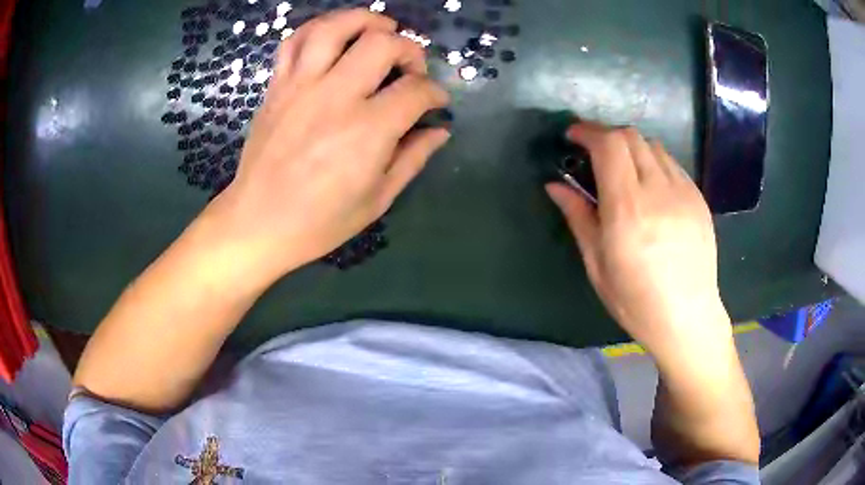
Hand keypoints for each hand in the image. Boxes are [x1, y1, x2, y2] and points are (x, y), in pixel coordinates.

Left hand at [207, 9, 449, 285]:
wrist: (257, 223)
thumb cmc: (320, 221)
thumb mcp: (377, 199)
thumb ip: (413, 158)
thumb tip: (440, 131)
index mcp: (367, 131)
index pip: (416, 90)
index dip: (436, 92)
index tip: (437, 102)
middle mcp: (335, 97)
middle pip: (382, 44)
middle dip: (409, 49)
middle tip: (411, 68)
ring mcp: (300, 87)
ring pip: (335, 28)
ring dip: (365, 19)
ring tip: (380, 28)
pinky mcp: (277, 87)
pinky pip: (295, 41)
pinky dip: (318, 28)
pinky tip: (334, 36)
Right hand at [546, 123, 729, 354]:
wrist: (687, 317)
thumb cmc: (636, 300)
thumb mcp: (598, 264)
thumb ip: (578, 217)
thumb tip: (555, 185)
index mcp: (628, 209)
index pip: (609, 144)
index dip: (587, 131)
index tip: (572, 136)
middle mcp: (658, 190)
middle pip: (630, 136)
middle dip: (606, 135)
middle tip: (592, 152)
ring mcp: (683, 192)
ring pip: (653, 145)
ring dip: (631, 147)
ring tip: (622, 169)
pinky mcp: (698, 198)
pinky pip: (671, 164)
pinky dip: (653, 161)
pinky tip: (649, 186)